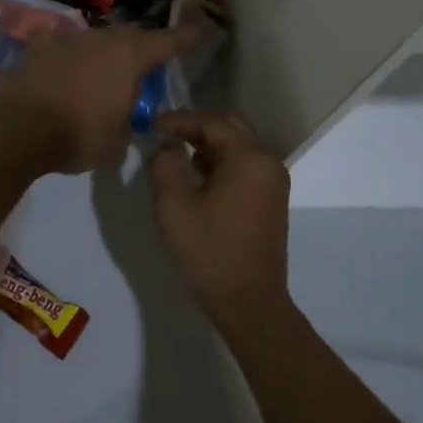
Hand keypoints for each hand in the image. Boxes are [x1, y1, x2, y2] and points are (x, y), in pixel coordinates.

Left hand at [0, 24, 195, 173]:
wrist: (18, 131)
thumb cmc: (79, 135)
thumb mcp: (117, 141)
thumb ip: (127, 122)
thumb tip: (124, 118)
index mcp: (128, 56)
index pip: (167, 41)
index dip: (186, 37)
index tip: (201, 27)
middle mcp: (99, 39)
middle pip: (127, 38)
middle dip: (137, 50)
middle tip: (141, 68)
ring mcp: (64, 40)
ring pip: (91, 41)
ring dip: (99, 56)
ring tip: (97, 77)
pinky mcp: (35, 50)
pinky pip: (56, 48)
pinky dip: (62, 59)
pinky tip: (57, 71)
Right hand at [150, 110, 291, 332]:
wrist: (249, 303)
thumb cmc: (210, 252)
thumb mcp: (174, 206)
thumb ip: (165, 165)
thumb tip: (166, 146)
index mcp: (249, 158)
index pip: (211, 122)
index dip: (178, 119)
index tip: (150, 124)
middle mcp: (268, 162)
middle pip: (229, 127)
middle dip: (195, 127)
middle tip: (163, 134)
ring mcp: (272, 182)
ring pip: (237, 146)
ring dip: (207, 144)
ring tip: (173, 152)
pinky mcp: (270, 200)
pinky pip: (243, 166)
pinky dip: (218, 162)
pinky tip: (194, 175)